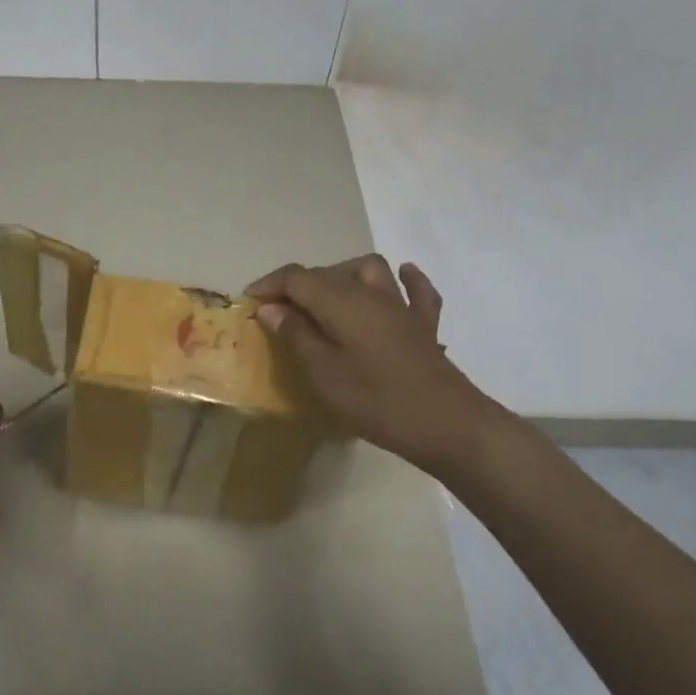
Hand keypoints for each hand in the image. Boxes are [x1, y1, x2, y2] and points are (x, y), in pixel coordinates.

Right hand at [246, 256, 500, 472]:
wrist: (446, 424)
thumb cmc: (375, 400)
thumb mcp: (322, 372)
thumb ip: (295, 335)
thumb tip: (271, 307)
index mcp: (340, 300)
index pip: (296, 278)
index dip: (269, 285)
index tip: (248, 303)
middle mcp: (370, 293)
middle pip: (327, 273)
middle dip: (297, 286)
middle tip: (277, 314)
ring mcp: (401, 306)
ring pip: (369, 271)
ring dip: (343, 276)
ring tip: (325, 298)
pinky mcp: (423, 325)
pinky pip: (415, 291)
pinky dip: (405, 280)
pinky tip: (401, 277)